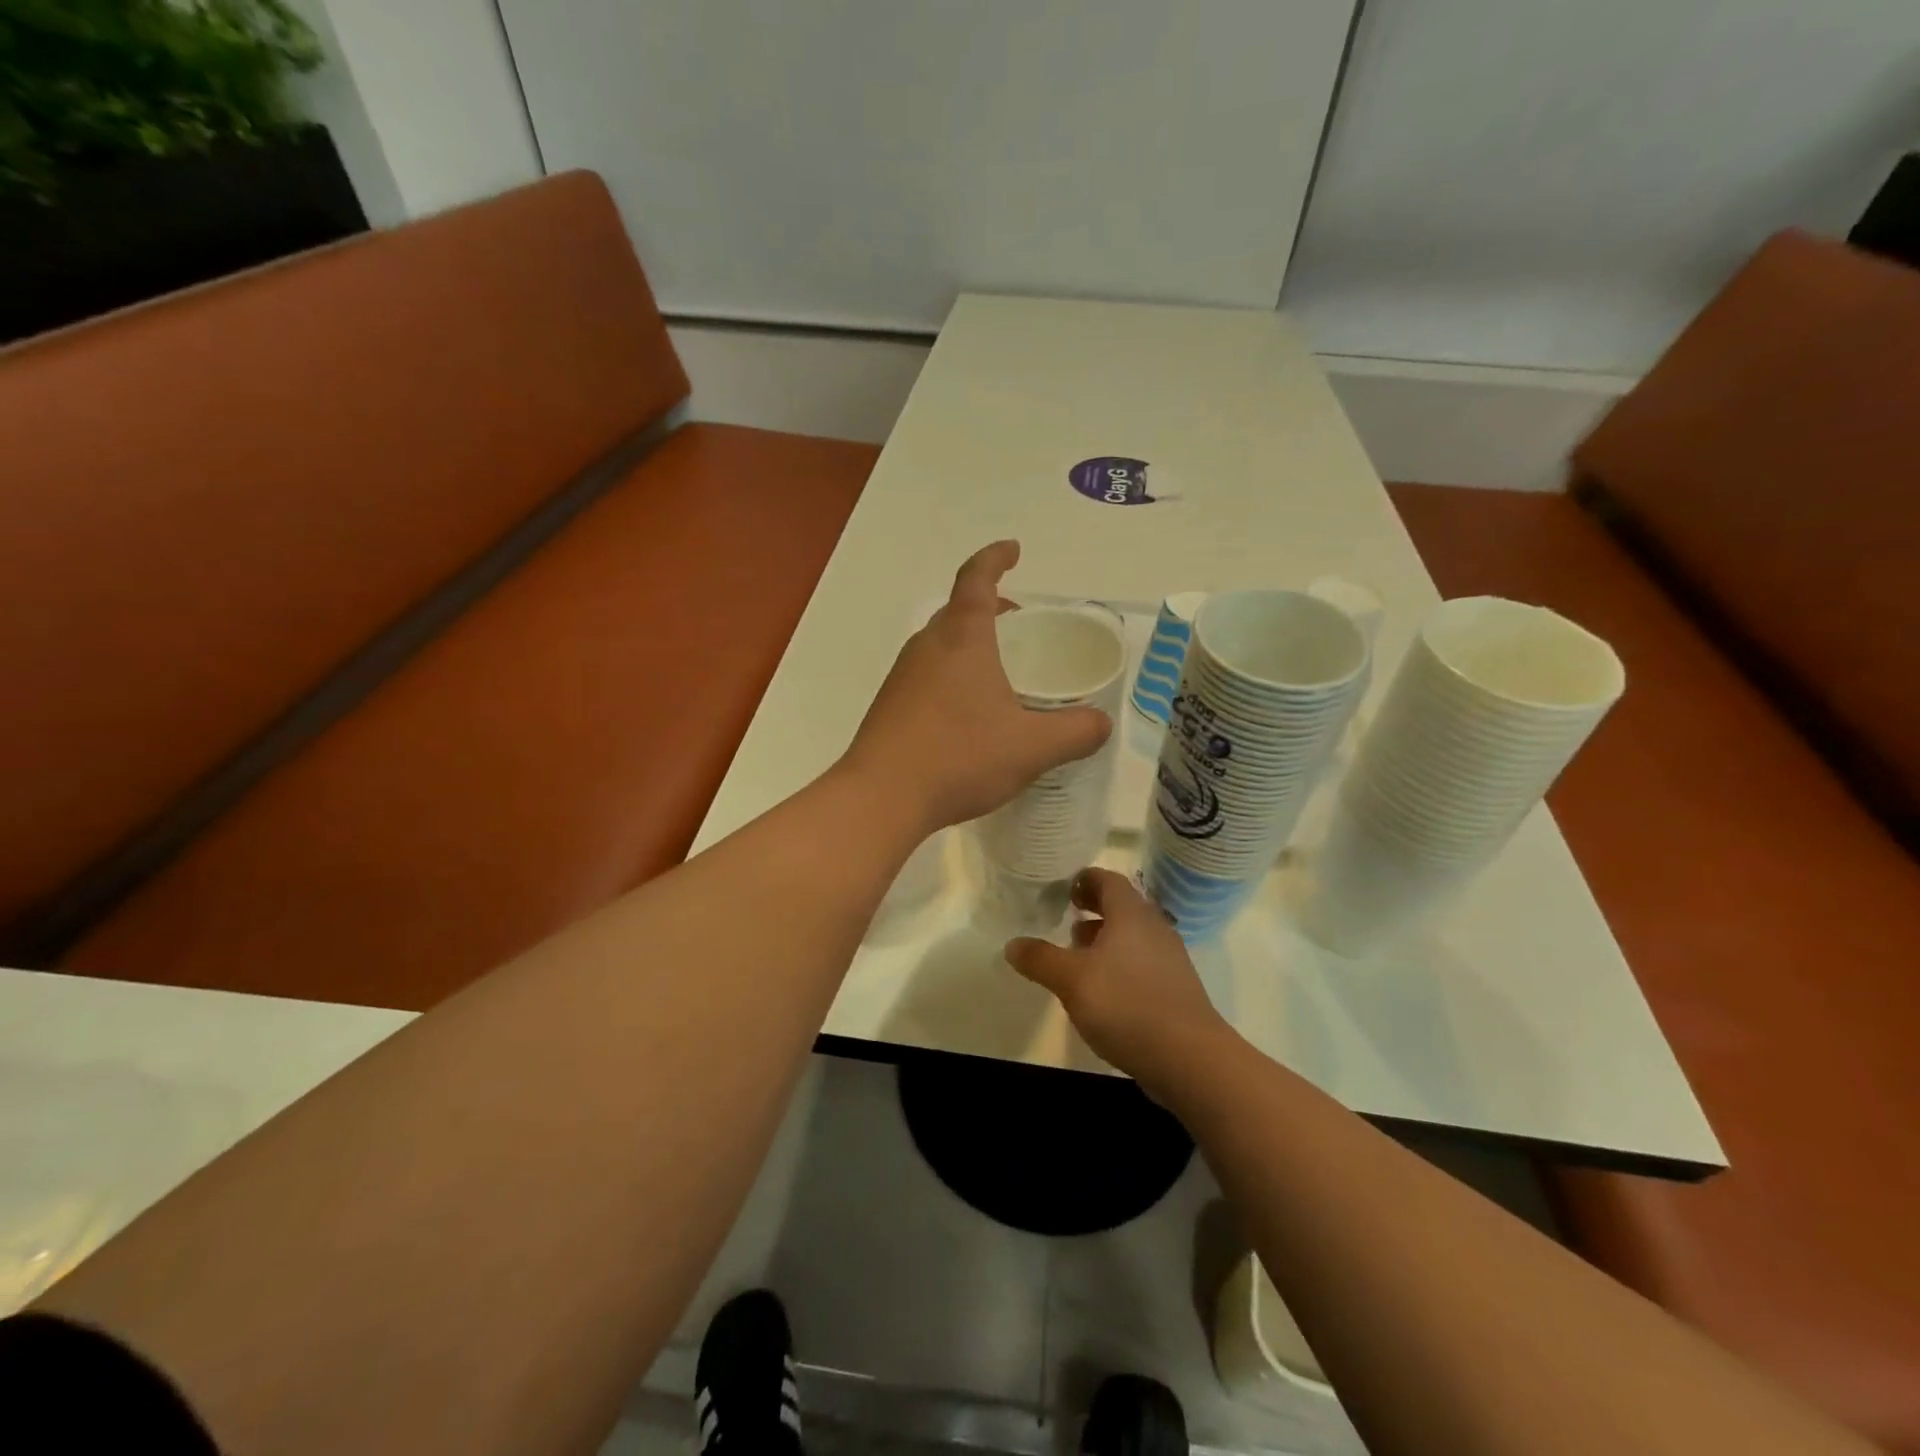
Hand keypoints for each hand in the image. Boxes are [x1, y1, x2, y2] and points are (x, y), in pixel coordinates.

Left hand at [842, 541, 1111, 831]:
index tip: (1014, 549)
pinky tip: (970, 713)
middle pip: (958, 611)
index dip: (995, 557)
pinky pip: (927, 675)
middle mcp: (927, 647)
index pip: (976, 578)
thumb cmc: (960, 757)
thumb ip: (1075, 732)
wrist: (881, 797)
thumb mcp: (1032, 747)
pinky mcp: (890, 706)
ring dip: (971, 644)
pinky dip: (953, 675)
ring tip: (1001, 671)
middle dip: (990, 607)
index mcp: (962, 638)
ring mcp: (902, 676)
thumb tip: (1101, 724)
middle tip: (1020, 623)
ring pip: (941, 644)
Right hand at [1005, 868, 1234, 1096]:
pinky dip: (1120, 965)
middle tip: (1068, 916)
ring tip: (1078, 955)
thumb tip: (1012, 944)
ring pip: (1133, 937)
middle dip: (1094, 909)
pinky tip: (1103, 991)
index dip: (1085, 880)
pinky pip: (1143, 963)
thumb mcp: (1071, 980)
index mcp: (1131, 914)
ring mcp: (1170, 960)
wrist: (1189, 1058)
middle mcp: (1154, 928)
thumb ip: (1040, 959)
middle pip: (1123, 906)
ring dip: (1106, 939)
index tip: (1064, 889)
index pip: (1108, 880)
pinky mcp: (1176, 990)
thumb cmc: (1126, 1004)